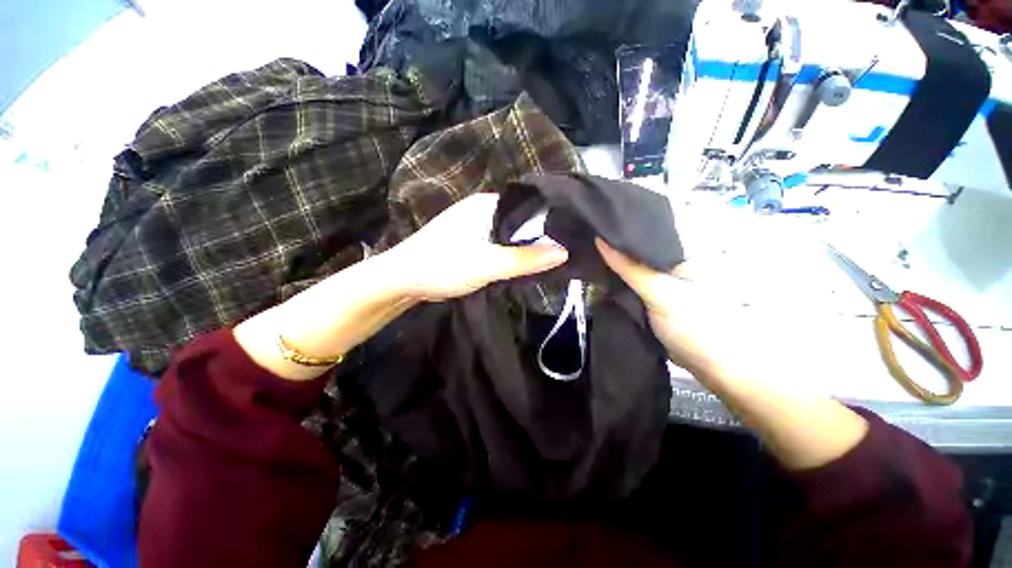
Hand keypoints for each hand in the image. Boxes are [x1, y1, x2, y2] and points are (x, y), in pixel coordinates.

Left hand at [387, 193, 568, 300]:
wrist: (401, 280)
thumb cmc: (442, 267)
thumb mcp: (488, 264)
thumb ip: (525, 259)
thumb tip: (564, 252)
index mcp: (486, 204)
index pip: (528, 206)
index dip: (550, 221)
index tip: (570, 237)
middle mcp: (482, 210)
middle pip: (520, 221)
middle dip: (539, 237)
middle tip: (564, 252)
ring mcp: (475, 225)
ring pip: (509, 235)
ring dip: (524, 248)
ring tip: (550, 259)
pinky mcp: (470, 241)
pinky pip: (498, 244)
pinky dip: (510, 254)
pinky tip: (523, 264)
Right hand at [596, 239, 738, 377]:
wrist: (709, 365)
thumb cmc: (694, 323)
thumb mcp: (660, 291)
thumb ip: (631, 268)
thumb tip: (600, 240)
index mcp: (677, 254)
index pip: (644, 234)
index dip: (619, 229)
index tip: (593, 224)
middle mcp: (666, 266)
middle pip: (634, 252)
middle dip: (610, 248)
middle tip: (582, 239)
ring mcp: (657, 285)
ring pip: (628, 271)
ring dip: (610, 267)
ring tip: (582, 255)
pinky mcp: (649, 302)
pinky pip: (628, 288)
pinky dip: (614, 285)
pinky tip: (595, 279)